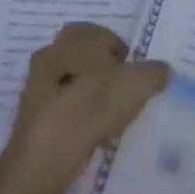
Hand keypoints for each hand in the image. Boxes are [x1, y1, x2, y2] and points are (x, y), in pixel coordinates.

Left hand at [0, 24, 169, 193]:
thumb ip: (152, 73)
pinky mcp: (33, 119)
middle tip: (125, 91)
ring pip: (72, 83)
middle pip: (83, 58)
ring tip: (112, 116)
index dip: (120, 50)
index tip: (134, 72)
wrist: (44, 159)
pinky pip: (63, 109)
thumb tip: (162, 70)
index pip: (99, 33)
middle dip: (105, 71)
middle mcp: (49, 57)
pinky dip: (80, 117)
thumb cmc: (89, 109)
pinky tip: (93, 135)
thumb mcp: (134, 85)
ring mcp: (36, 89)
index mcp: (71, 41)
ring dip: (92, 95)